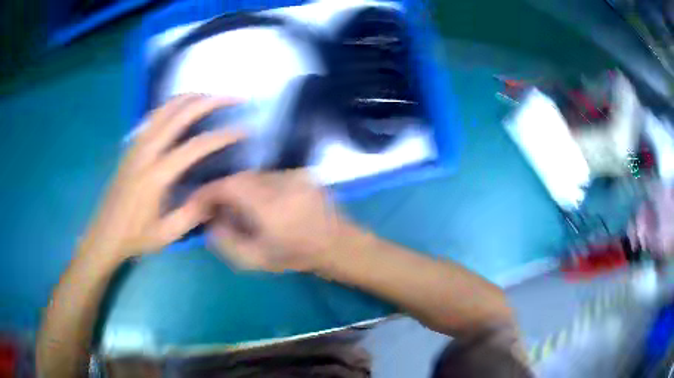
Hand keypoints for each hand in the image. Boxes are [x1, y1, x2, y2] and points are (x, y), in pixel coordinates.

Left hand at [79, 94, 242, 261]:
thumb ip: (194, 212)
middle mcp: (146, 152)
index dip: (222, 136)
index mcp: (156, 175)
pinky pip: (154, 115)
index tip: (243, 131)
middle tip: (233, 98)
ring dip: (191, 97)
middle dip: (210, 101)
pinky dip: (172, 105)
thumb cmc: (136, 237)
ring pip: (165, 108)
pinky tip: (182, 107)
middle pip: (180, 113)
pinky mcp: (132, 145)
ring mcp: (136, 145)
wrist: (105, 234)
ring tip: (211, 97)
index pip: (195, 146)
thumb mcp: (168, 234)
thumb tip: (219, 192)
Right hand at [198, 169, 345, 271]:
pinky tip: (262, 202)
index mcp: (268, 204)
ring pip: (255, 175)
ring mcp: (293, 175)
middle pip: (240, 177)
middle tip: (216, 207)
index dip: (208, 191)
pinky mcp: (302, 174)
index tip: (198, 202)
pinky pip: (270, 176)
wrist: (339, 244)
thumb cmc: (297, 256)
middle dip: (223, 190)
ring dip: (241, 188)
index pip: (228, 186)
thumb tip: (212, 222)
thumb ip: (227, 242)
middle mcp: (280, 182)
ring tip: (239, 206)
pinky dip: (258, 186)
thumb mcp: (256, 259)